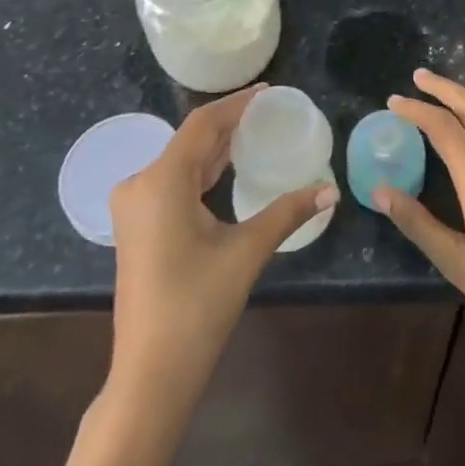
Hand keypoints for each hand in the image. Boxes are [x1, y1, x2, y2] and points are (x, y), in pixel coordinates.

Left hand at [107, 85, 337, 408]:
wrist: (150, 374)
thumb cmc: (197, 308)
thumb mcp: (246, 252)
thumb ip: (287, 213)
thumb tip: (330, 191)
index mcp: (161, 181)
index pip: (202, 124)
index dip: (236, 104)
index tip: (268, 91)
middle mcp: (140, 184)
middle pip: (190, 141)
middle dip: (229, 125)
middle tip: (269, 113)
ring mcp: (134, 207)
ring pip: (180, 162)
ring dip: (216, 148)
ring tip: (255, 133)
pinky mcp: (137, 226)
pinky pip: (172, 183)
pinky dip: (201, 172)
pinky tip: (228, 170)